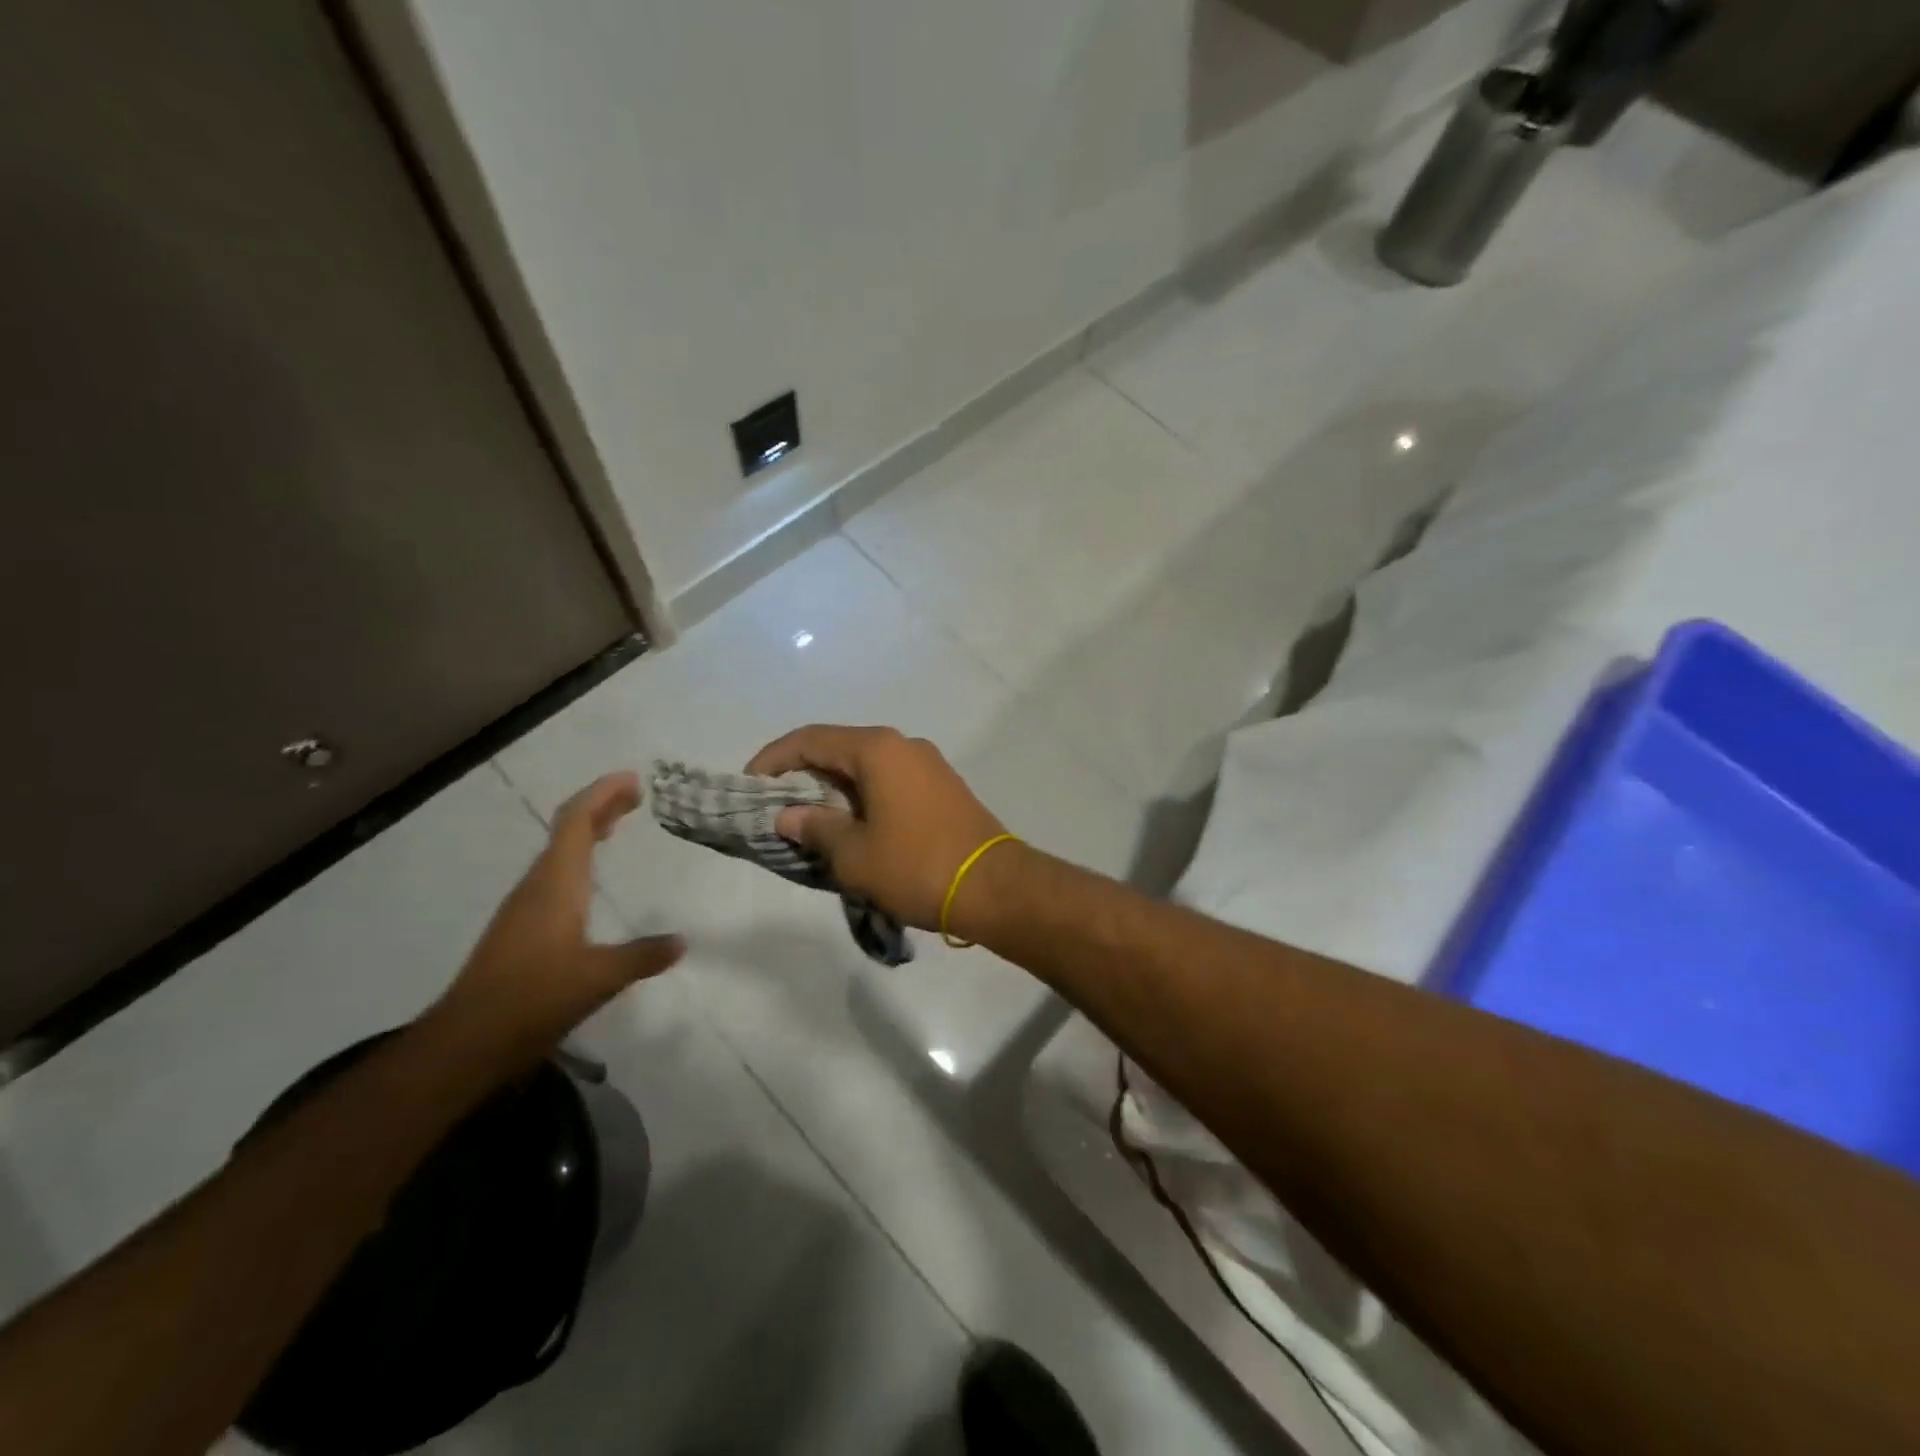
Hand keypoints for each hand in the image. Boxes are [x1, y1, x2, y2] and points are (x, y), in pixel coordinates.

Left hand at [431, 773, 682, 1072]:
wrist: (465, 1044)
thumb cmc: (532, 999)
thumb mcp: (599, 978)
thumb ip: (642, 956)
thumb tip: (681, 942)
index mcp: (555, 885)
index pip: (576, 822)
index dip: (602, 794)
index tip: (633, 780)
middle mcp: (537, 887)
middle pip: (567, 831)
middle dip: (601, 807)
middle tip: (636, 796)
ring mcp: (524, 908)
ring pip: (559, 854)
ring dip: (588, 833)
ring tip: (618, 826)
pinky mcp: (520, 930)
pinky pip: (554, 876)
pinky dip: (578, 861)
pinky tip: (591, 881)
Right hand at [746, 725, 1009, 931]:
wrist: (994, 887)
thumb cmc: (916, 866)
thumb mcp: (854, 854)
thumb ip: (815, 828)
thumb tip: (788, 815)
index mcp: (877, 750)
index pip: (810, 739)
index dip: (773, 758)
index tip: (748, 784)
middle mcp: (904, 745)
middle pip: (839, 749)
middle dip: (804, 775)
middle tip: (777, 807)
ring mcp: (928, 765)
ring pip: (867, 767)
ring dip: (835, 789)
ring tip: (811, 822)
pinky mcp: (944, 787)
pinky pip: (891, 782)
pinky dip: (864, 797)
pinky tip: (854, 827)